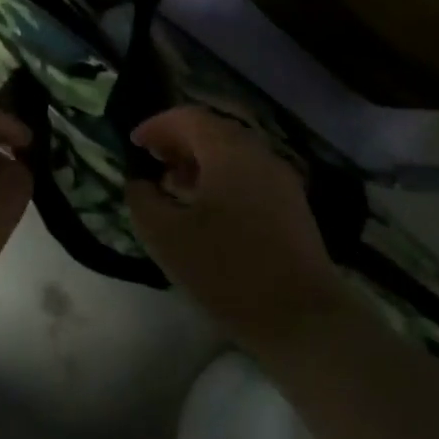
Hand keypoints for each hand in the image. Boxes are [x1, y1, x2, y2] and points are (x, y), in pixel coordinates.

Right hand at [126, 107, 349, 353]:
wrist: (303, 320)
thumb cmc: (227, 272)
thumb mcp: (166, 237)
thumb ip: (142, 201)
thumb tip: (139, 183)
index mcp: (228, 152)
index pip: (188, 117)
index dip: (157, 126)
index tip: (134, 145)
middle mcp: (258, 155)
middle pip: (213, 131)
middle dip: (178, 141)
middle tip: (153, 162)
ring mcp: (281, 180)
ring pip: (233, 154)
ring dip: (200, 161)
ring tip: (174, 187)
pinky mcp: (293, 206)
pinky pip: (249, 175)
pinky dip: (222, 178)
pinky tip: (207, 211)